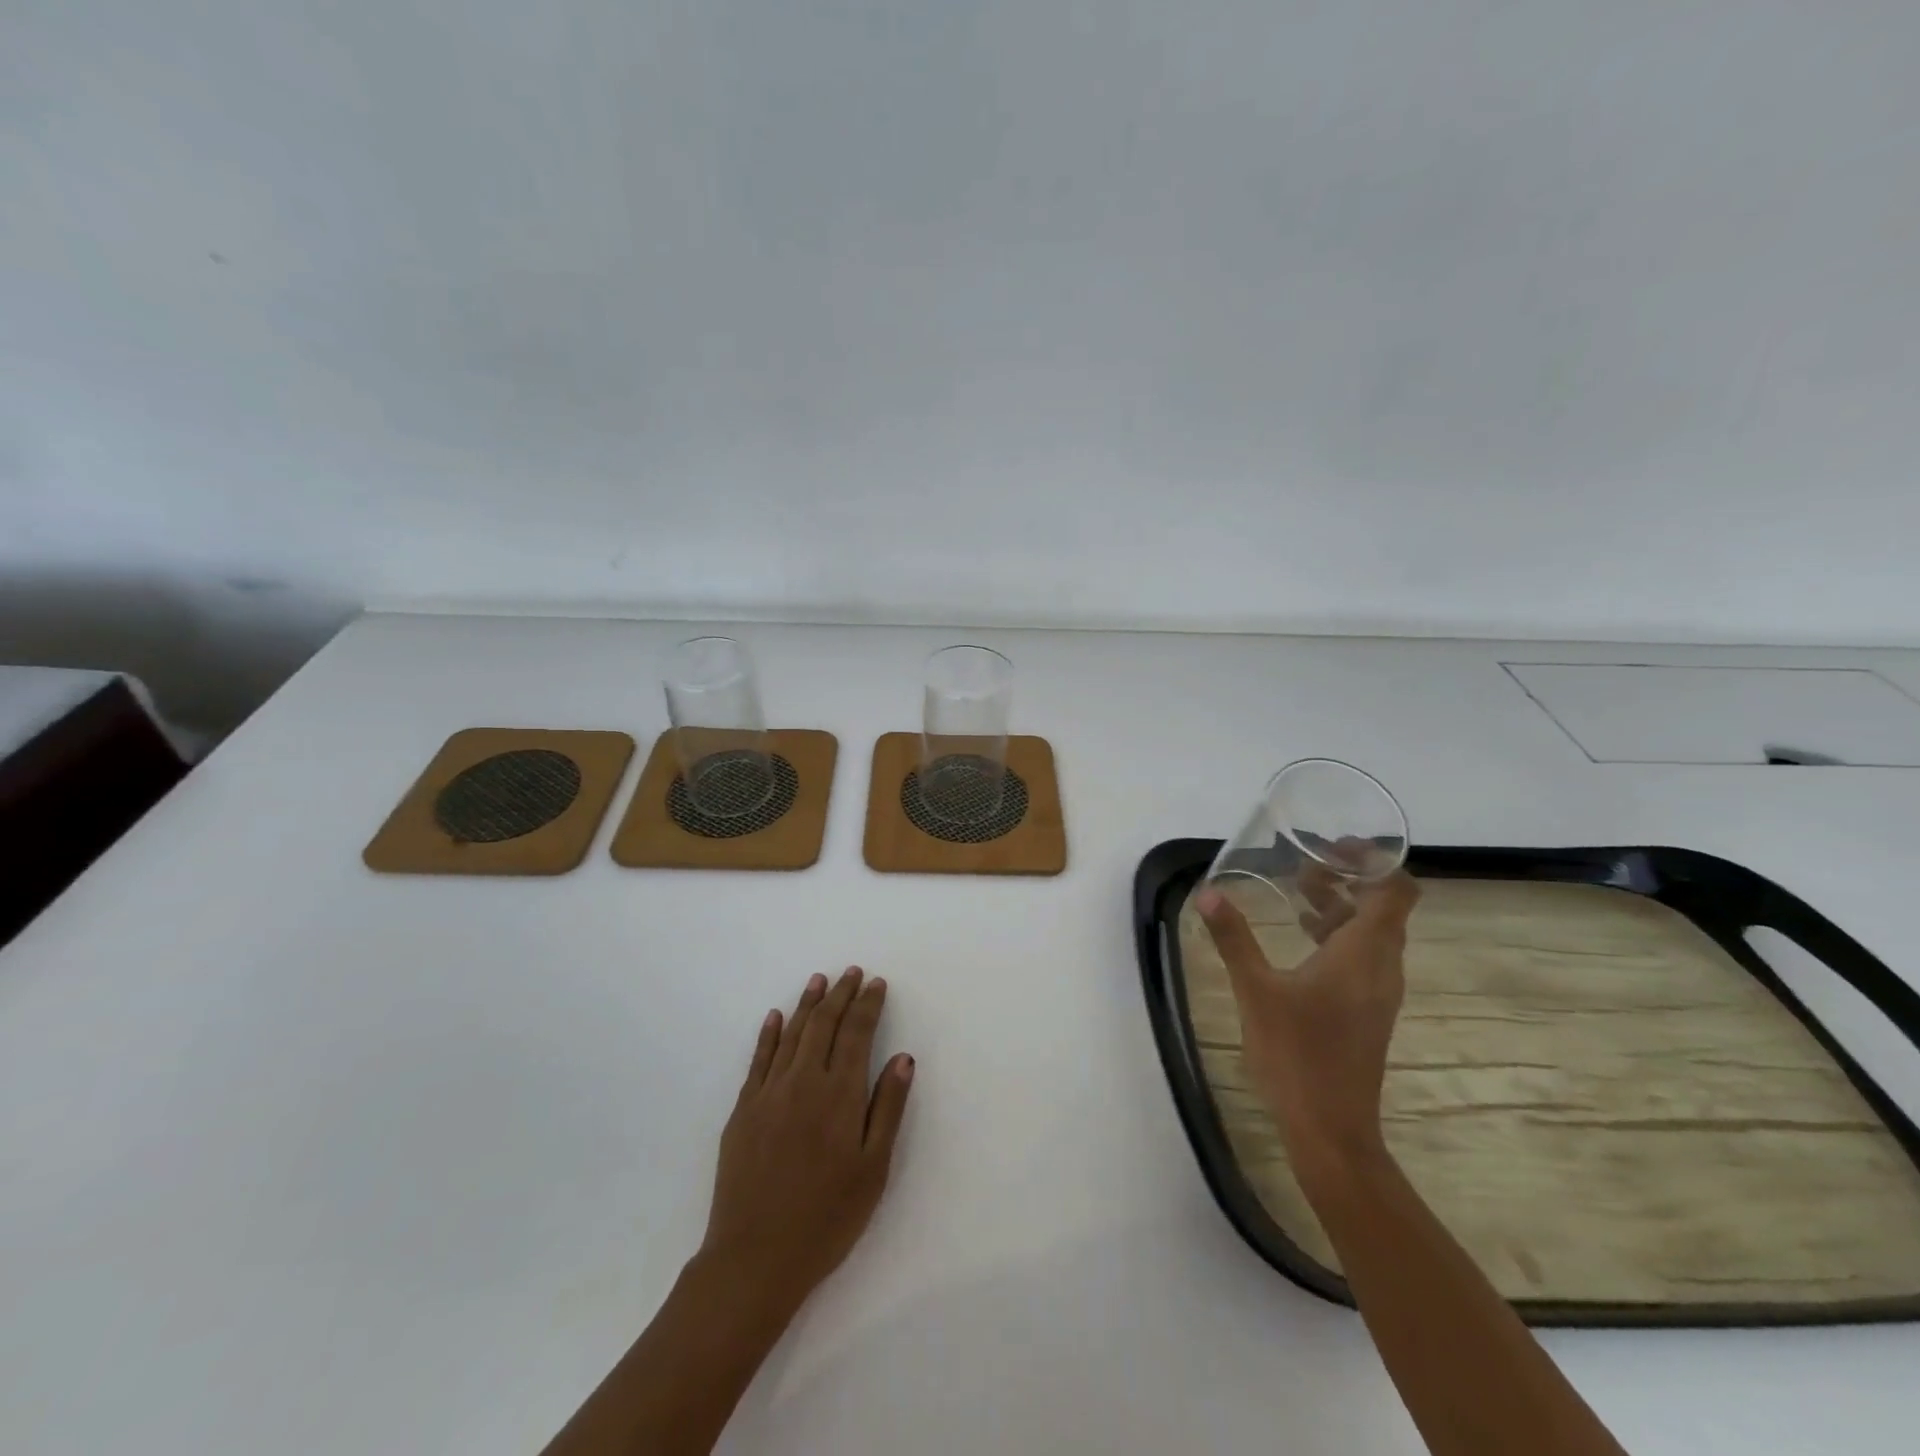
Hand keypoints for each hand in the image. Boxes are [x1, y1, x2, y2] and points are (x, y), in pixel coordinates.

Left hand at [700, 968, 914, 1320]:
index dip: (868, 1004)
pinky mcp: (743, 1110)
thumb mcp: (873, 1169)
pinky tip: (775, 1016)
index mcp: (839, 1093)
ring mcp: (768, 1093)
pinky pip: (758, 1059)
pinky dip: (769, 1033)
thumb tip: (903, 1057)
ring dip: (807, 1003)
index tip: (877, 983)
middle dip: (840, 994)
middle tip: (852, 972)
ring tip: (819, 980)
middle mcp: (803, 1081)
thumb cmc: (827, 1218)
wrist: (755, 1259)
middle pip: (824, 1024)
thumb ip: (888, 1107)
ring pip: (791, 1033)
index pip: (856, 1033)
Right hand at [1196, 869, 1419, 1174]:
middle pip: (1382, 908)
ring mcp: (1378, 992)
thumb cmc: (1297, 1054)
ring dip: (1342, 907)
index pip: (1395, 891)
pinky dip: (1338, 935)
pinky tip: (1302, 938)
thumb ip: (1234, 938)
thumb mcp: (1256, 990)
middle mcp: (1382, 967)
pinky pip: (1363, 957)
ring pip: (1372, 933)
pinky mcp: (1367, 1011)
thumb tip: (1208, 893)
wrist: (1331, 1129)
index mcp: (1364, 953)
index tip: (1336, 844)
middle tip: (1305, 862)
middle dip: (1348, 878)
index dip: (1375, 860)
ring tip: (1298, 891)